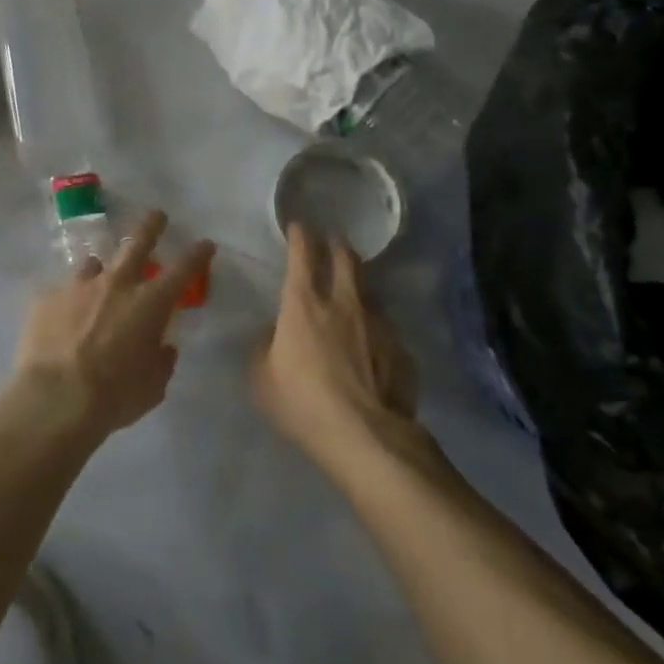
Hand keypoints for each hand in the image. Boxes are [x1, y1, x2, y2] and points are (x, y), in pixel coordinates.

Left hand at [13, 210, 215, 442]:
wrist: (54, 399)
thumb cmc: (114, 396)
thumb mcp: (152, 387)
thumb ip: (161, 361)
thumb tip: (162, 347)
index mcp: (149, 303)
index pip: (183, 270)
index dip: (197, 255)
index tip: (205, 243)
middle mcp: (116, 284)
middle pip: (137, 243)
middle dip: (151, 226)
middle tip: (157, 215)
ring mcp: (78, 286)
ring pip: (93, 265)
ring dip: (100, 271)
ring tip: (96, 282)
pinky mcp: (46, 298)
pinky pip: (61, 294)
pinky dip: (67, 304)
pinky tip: (61, 322)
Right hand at [252, 222, 419, 471]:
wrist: (367, 437)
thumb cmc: (303, 404)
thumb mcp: (262, 378)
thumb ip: (265, 348)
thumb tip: (274, 333)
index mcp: (304, 304)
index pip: (302, 255)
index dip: (300, 236)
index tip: (298, 226)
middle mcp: (343, 302)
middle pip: (346, 259)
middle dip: (338, 245)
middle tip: (334, 241)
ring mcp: (377, 323)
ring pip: (368, 291)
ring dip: (358, 286)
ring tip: (353, 292)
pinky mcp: (400, 349)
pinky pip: (384, 329)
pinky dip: (374, 328)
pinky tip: (372, 345)